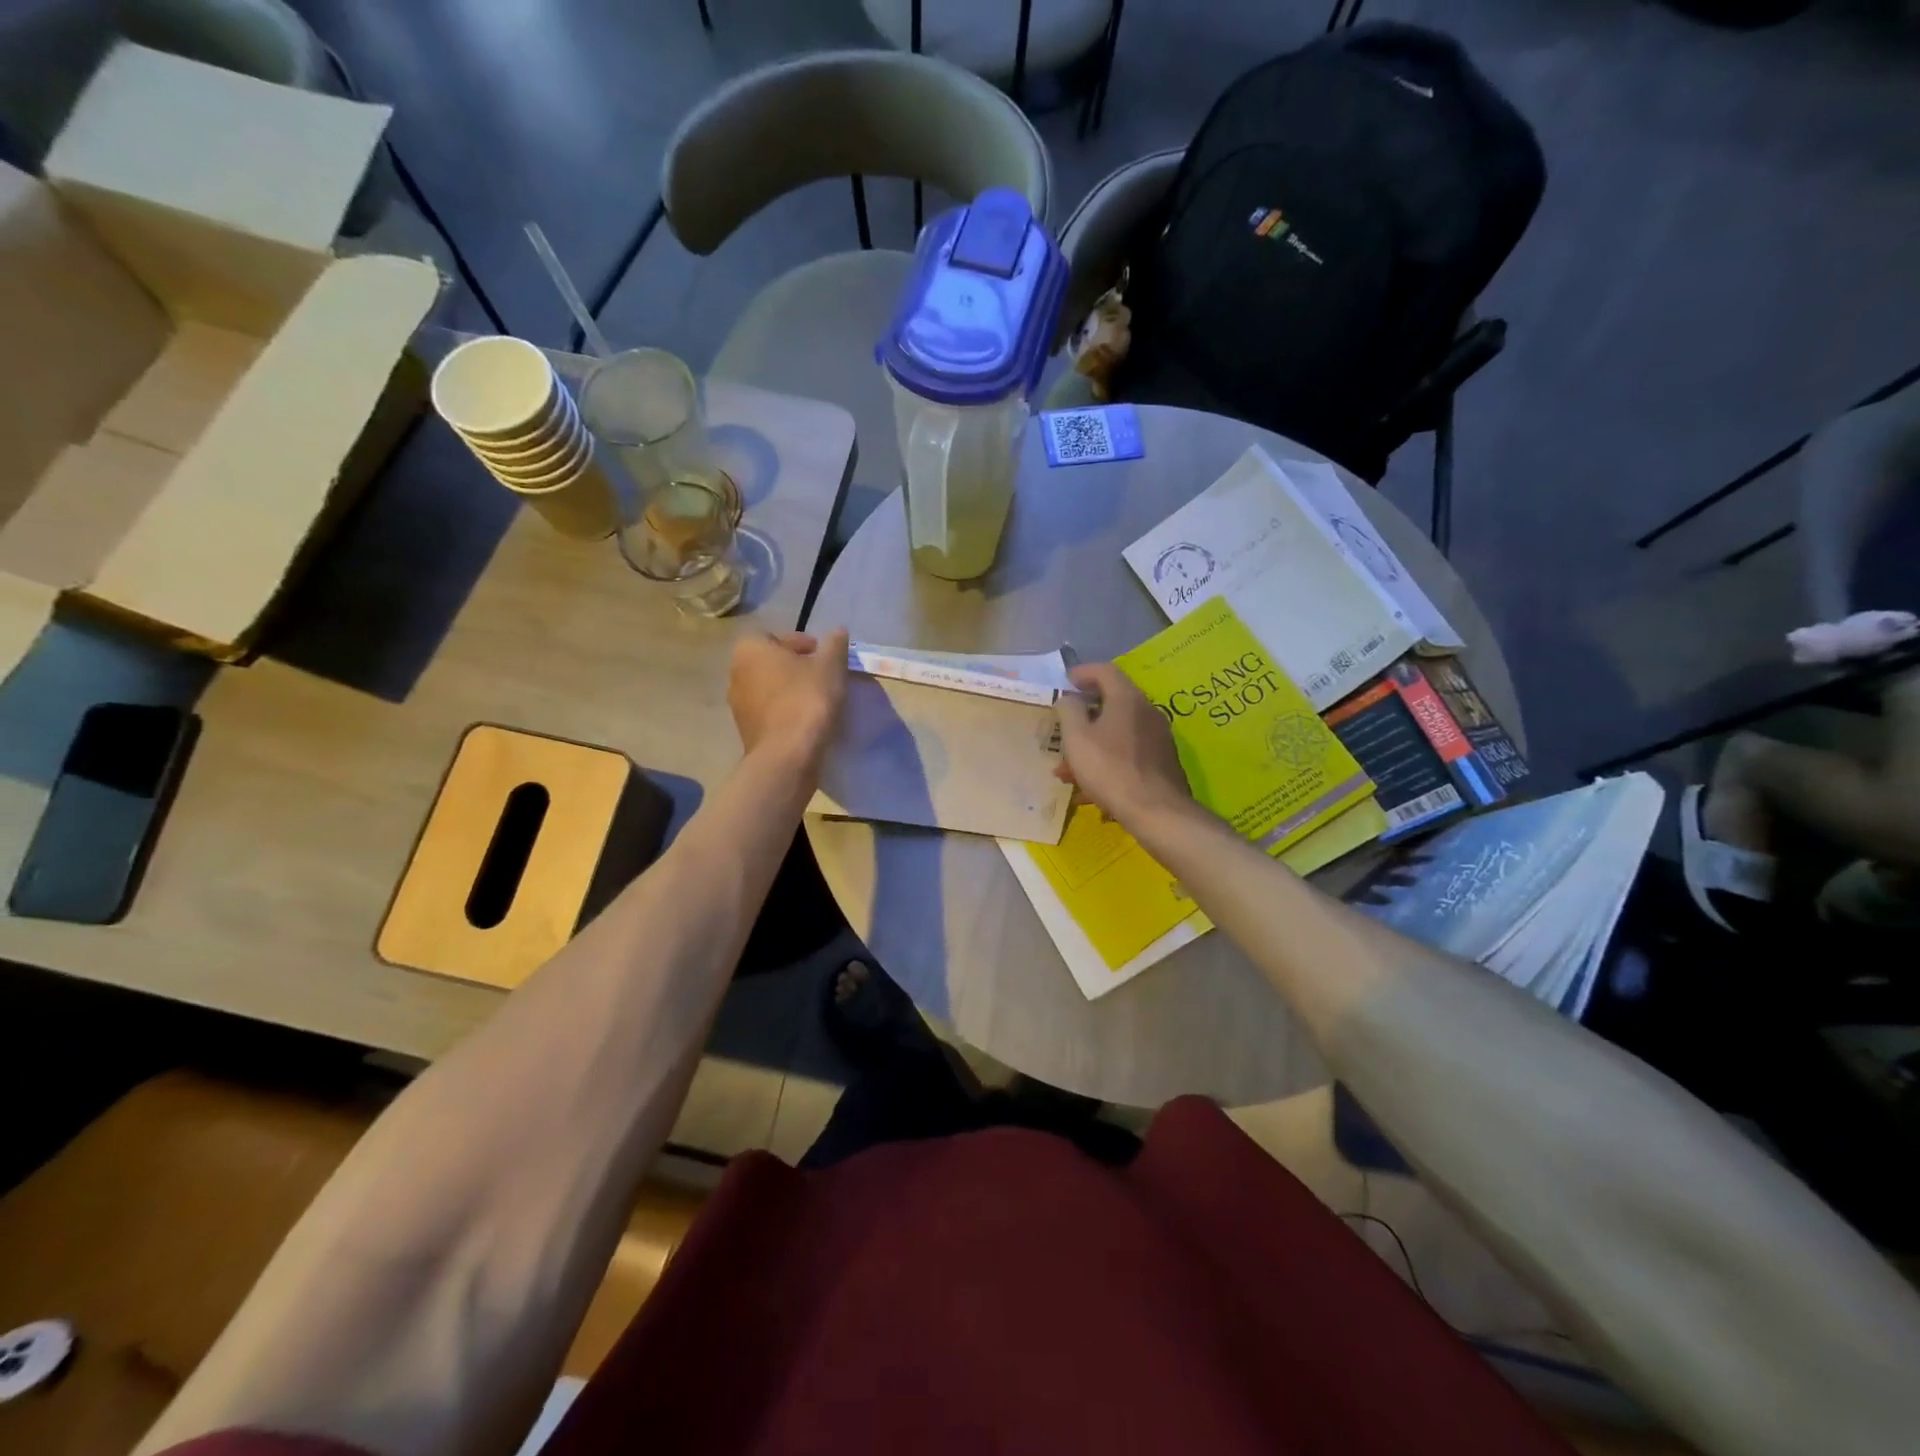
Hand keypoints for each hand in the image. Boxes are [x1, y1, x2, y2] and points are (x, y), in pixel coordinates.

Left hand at [728, 628, 848, 768]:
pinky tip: (806, 721)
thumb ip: (835, 645)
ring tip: (817, 700)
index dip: (803, 645)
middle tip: (823, 677)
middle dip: (796, 667)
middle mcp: (736, 673)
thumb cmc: (807, 700)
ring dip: (790, 691)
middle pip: (771, 663)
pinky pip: (769, 712)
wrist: (787, 755)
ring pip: (770, 689)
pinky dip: (785, 712)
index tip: (824, 658)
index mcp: (750, 649)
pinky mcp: (746, 731)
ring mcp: (738, 705)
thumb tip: (838, 631)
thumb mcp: (831, 666)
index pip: (777, 637)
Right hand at [1055, 662, 1193, 826]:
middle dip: (1083, 717)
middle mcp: (1147, 712)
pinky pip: (1127, 753)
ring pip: (1117, 732)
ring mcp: (1158, 738)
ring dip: (1090, 745)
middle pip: (1112, 703)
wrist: (1156, 811)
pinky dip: (1106, 761)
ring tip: (1066, 770)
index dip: (1082, 672)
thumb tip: (1069, 698)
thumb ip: (1069, 710)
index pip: (1105, 671)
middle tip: (1062, 729)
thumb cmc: (1110, 769)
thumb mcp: (1077, 738)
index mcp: (1127, 699)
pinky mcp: (1161, 762)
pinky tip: (1088, 789)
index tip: (1064, 682)